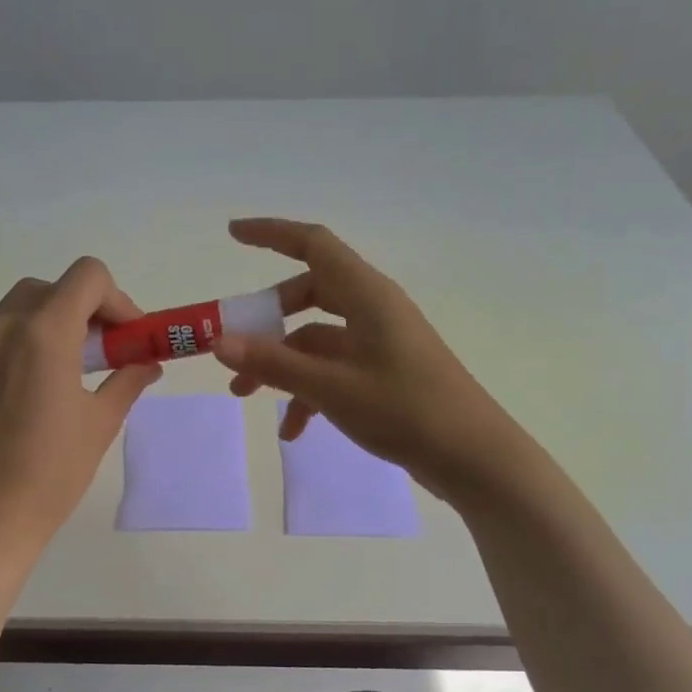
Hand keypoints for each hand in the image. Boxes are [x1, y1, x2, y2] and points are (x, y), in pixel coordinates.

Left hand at [0, 257, 161, 548]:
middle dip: (84, 308)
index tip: (128, 336)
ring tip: (73, 368)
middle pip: (51, 288)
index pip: (86, 277)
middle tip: (104, 349)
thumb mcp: (101, 422)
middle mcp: (4, 329)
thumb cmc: (53, 470)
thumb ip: (128, 380)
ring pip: (21, 309)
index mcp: (44, 334)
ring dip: (53, 322)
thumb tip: (148, 364)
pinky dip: (26, 343)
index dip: (117, 298)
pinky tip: (38, 388)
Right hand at [214, 218, 519, 505]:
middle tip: (231, 341)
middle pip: (309, 293)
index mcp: (367, 296)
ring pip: (317, 338)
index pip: (314, 244)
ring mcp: (379, 343)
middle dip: (267, 318)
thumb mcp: (331, 387)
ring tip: (245, 395)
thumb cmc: (405, 410)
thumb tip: (218, 341)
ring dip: (281, 362)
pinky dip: (308, 392)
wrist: (473, 458)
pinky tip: (293, 431)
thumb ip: (273, 363)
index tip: (232, 233)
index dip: (272, 233)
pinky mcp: (384, 374)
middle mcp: (373, 310)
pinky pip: (334, 369)